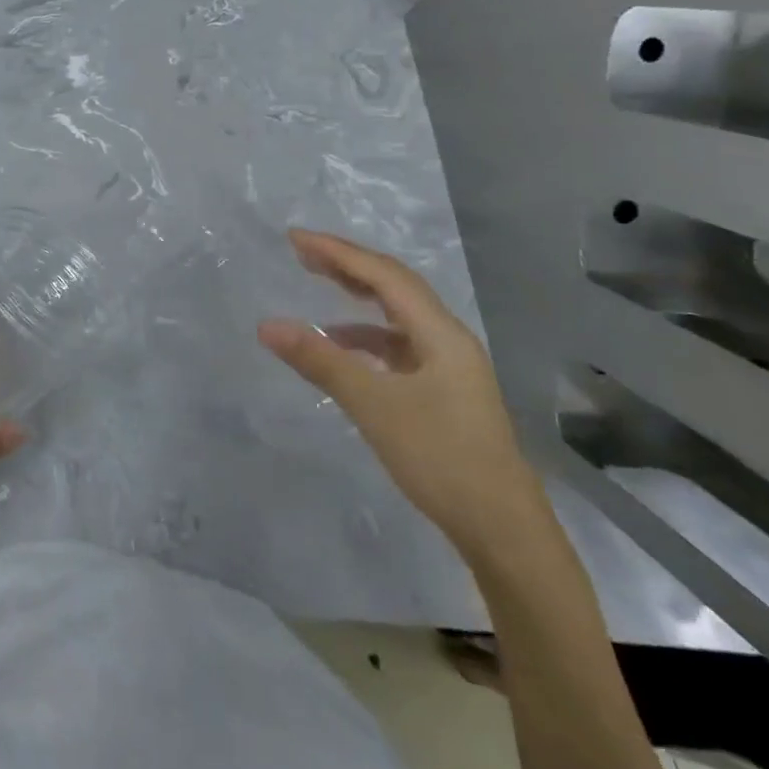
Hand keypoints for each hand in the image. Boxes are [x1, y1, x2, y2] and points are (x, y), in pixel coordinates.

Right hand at [258, 230, 542, 560]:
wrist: (501, 530)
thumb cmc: (440, 458)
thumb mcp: (373, 405)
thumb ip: (320, 360)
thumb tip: (266, 325)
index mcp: (440, 334)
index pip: (384, 276)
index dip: (338, 252)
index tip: (295, 238)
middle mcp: (447, 340)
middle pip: (394, 286)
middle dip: (348, 264)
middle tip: (303, 251)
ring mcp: (448, 367)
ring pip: (397, 314)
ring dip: (358, 295)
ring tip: (319, 285)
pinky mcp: (442, 391)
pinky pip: (397, 344)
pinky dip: (365, 334)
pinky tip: (341, 346)